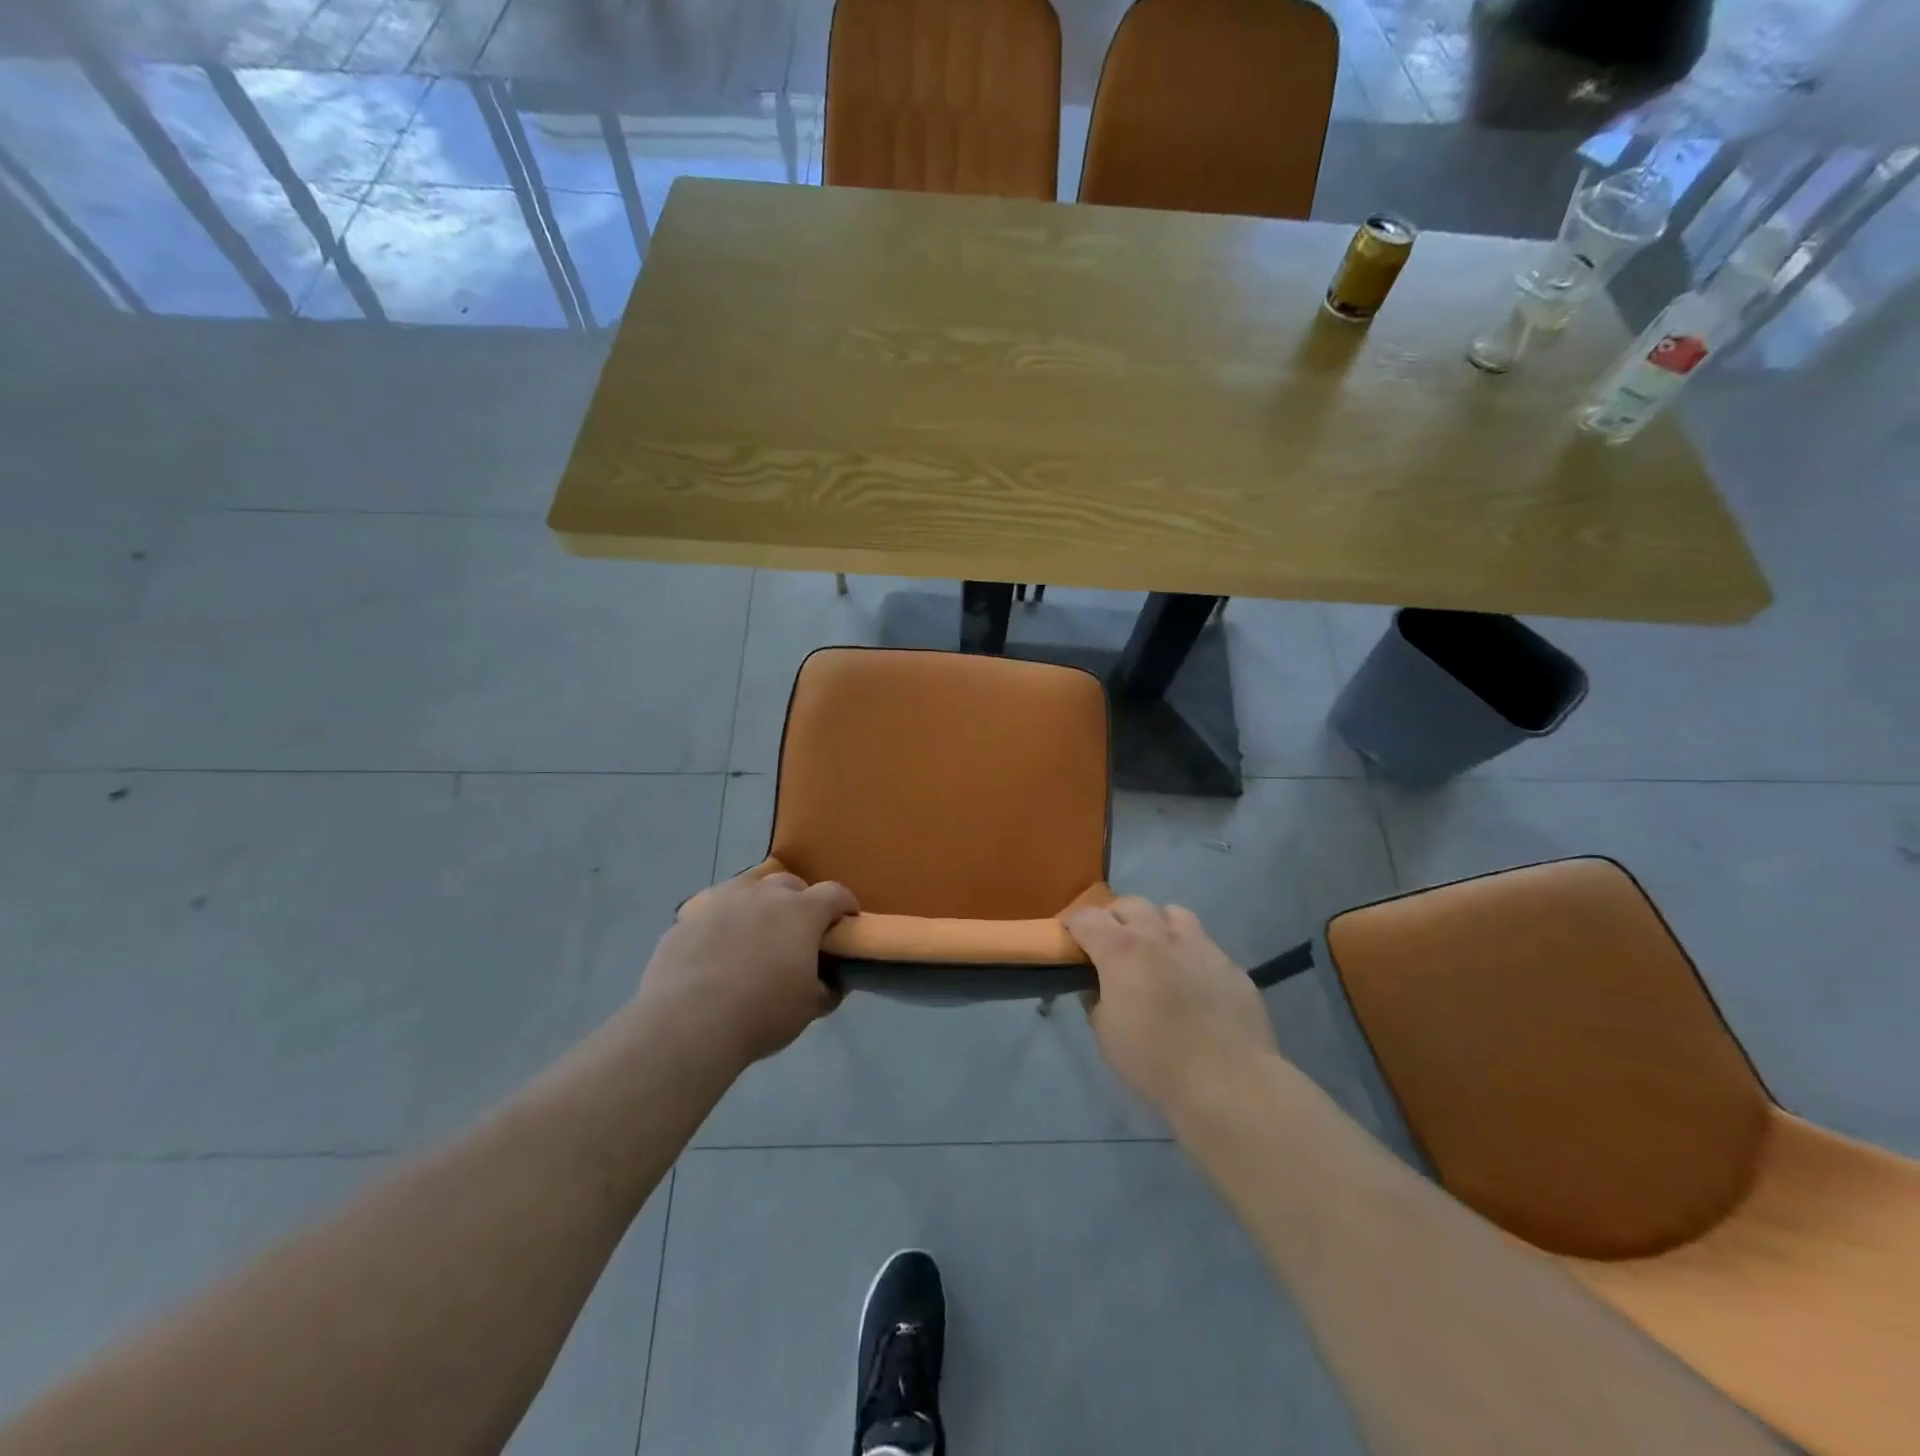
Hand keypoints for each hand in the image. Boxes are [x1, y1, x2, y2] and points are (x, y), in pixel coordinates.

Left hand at [637, 870, 858, 1070]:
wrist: (687, 1022)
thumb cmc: (761, 1013)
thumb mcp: (809, 1008)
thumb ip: (827, 988)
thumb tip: (830, 982)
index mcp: (802, 911)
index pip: (835, 894)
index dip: (845, 906)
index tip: (846, 922)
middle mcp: (764, 893)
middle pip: (790, 884)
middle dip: (800, 902)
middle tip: (798, 932)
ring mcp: (722, 900)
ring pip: (749, 889)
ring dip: (759, 905)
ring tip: (754, 935)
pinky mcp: (688, 916)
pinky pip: (713, 910)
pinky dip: (722, 922)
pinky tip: (716, 948)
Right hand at [1065, 898, 1279, 1112]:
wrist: (1228, 1081)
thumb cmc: (1154, 1060)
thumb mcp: (1105, 1034)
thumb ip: (1095, 1000)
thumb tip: (1096, 985)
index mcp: (1121, 949)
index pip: (1086, 918)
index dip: (1072, 925)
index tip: (1069, 939)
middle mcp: (1158, 935)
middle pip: (1128, 904)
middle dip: (1113, 918)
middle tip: (1109, 946)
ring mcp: (1199, 944)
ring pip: (1170, 913)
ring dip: (1155, 924)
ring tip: (1154, 951)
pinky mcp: (1228, 963)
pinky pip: (1202, 943)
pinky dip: (1187, 952)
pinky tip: (1190, 981)